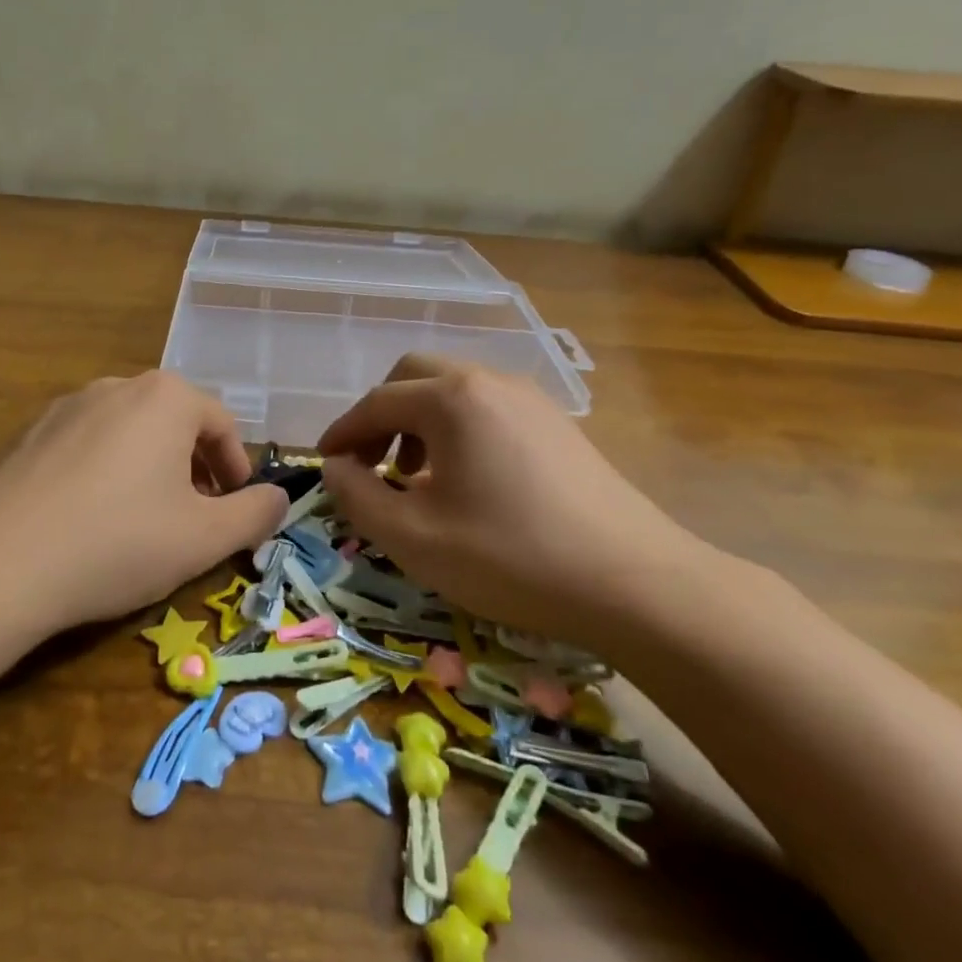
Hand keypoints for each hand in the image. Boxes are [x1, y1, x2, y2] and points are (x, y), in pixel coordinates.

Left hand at [0, 371, 286, 632]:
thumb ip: (254, 514)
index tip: (236, 509)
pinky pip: (85, 446)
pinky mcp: (27, 435)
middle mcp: (116, 387)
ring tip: (144, 520)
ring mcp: (65, 407)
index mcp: (165, 397)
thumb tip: (279, 498)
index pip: (222, 423)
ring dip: (150, 469)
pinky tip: (90, 520)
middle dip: (194, 467)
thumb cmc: (118, 542)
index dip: (236, 469)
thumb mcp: (205, 538)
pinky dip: (104, 474)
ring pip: (128, 433)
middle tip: (195, 516)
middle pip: (174, 422)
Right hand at [317, 354, 715, 652]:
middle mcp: (490, 382)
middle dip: (381, 415)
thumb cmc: (510, 557)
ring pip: (454, 390)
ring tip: (414, 476)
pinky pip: (488, 409)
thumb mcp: (413, 538)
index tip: (324, 464)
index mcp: (452, 399)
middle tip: (369, 463)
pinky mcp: (558, 425)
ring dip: (419, 422)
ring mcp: (531, 400)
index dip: (342, 432)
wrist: (637, 584)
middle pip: (415, 376)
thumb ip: (358, 497)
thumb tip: (336, 468)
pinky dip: (457, 431)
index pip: (377, 402)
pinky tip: (466, 481)